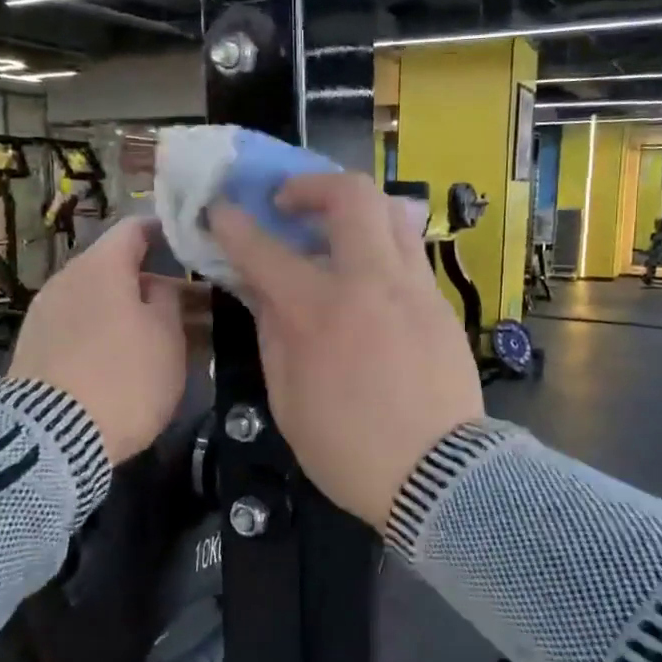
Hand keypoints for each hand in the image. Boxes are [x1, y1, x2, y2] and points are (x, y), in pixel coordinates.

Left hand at [8, 217, 189, 463]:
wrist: (52, 437)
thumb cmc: (124, 376)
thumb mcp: (167, 336)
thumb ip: (168, 298)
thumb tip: (156, 284)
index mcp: (101, 265)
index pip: (136, 228)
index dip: (166, 233)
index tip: (193, 248)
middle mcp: (67, 278)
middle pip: (117, 268)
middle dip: (155, 283)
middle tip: (191, 307)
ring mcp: (44, 313)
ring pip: (99, 299)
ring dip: (130, 311)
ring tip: (163, 338)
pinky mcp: (33, 347)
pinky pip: (79, 326)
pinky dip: (106, 332)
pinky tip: (126, 358)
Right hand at [210, 174, 483, 529]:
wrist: (441, 476)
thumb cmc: (349, 449)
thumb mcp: (288, 400)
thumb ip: (274, 335)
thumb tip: (264, 292)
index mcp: (319, 312)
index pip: (265, 250)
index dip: (235, 225)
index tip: (220, 210)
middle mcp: (370, 282)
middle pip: (350, 197)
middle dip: (311, 185)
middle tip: (288, 204)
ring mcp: (413, 288)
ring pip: (391, 212)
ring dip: (354, 208)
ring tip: (332, 231)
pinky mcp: (440, 304)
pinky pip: (408, 252)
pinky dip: (379, 244)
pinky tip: (365, 276)